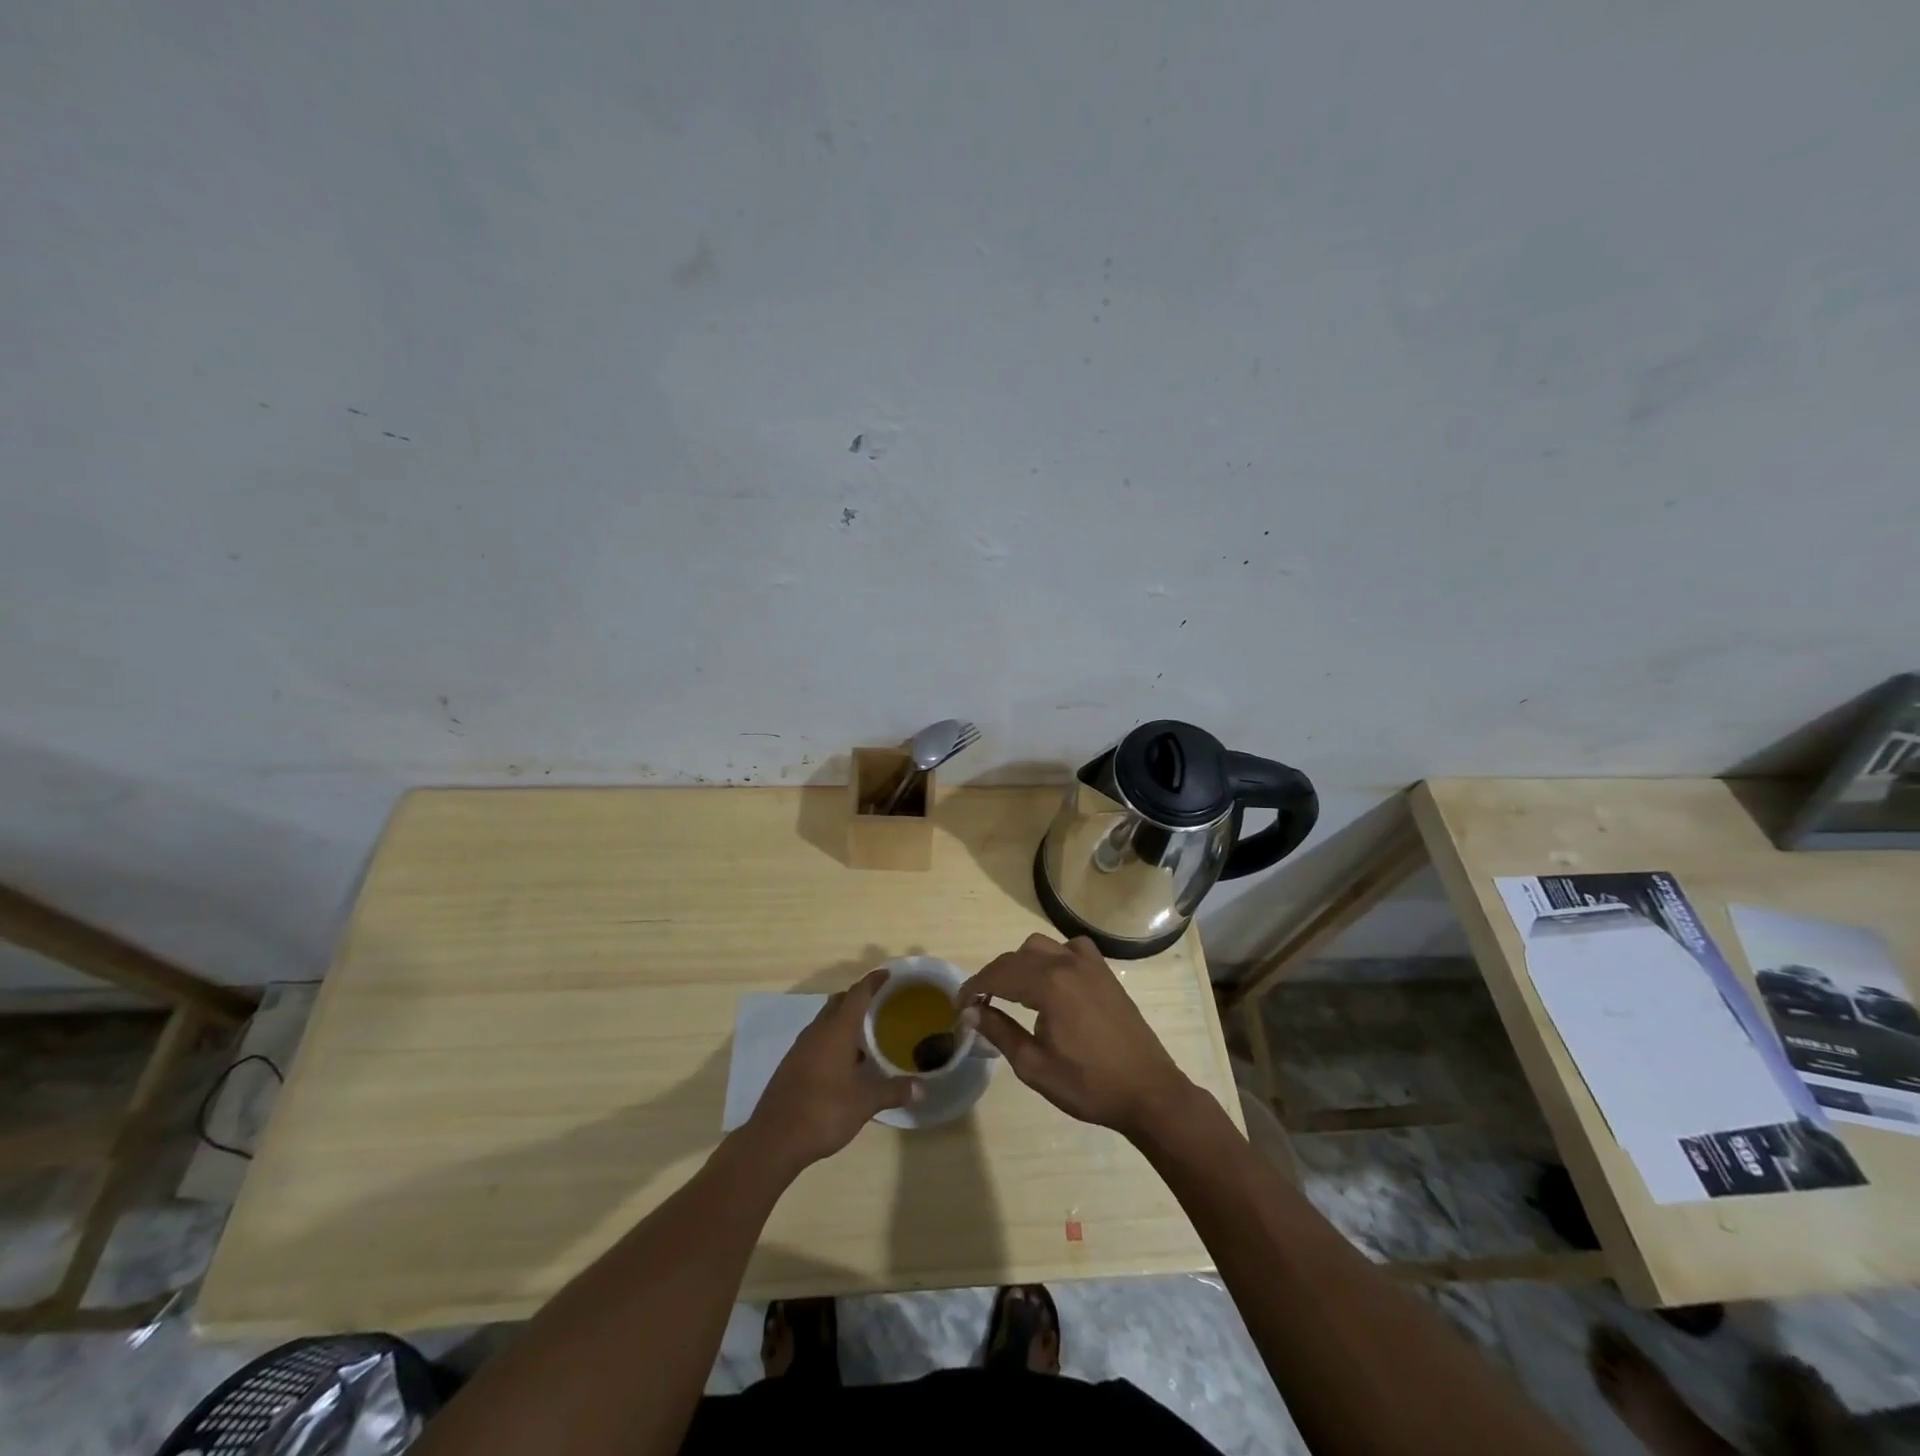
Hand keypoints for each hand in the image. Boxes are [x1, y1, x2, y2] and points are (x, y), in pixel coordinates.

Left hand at [745, 968, 919, 1173]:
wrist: (774, 1140)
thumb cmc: (823, 1112)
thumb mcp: (864, 1103)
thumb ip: (893, 1091)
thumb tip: (921, 1089)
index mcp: (837, 1031)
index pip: (857, 994)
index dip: (873, 982)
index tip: (887, 974)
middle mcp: (817, 1032)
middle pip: (838, 1002)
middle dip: (857, 997)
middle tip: (879, 1002)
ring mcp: (801, 1048)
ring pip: (825, 1021)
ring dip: (843, 1020)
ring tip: (865, 1033)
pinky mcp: (791, 1065)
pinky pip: (816, 1039)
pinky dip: (832, 1039)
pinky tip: (844, 1062)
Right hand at [960, 933, 1195, 1140]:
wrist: (1148, 1092)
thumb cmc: (1089, 1085)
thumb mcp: (1034, 1066)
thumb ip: (1000, 1032)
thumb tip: (972, 1011)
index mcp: (1049, 985)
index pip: (998, 975)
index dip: (973, 987)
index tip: (959, 1005)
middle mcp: (1067, 964)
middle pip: (1016, 958)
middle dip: (993, 977)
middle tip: (979, 1004)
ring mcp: (1089, 964)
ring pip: (1041, 946)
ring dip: (1020, 964)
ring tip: (1012, 992)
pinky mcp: (1105, 972)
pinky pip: (1071, 948)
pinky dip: (1053, 957)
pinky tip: (1052, 980)